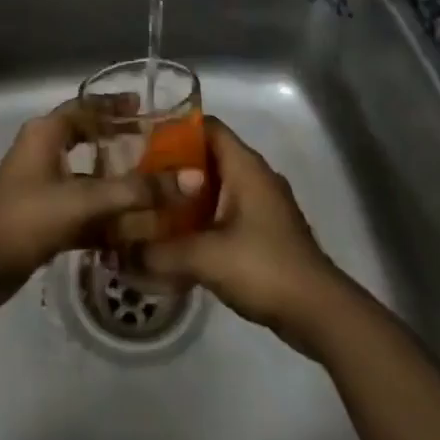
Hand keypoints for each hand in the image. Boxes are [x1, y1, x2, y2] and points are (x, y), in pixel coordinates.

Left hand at [0, 98, 164, 316]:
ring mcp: (42, 187)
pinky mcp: (43, 218)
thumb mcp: (82, 201)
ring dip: (117, 184)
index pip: (86, 107)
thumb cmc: (25, 218)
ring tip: (156, 188)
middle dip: (121, 143)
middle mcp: (43, 153)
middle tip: (158, 149)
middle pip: (89, 139)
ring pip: (88, 177)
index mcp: (47, 134)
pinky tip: (135, 230)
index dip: (115, 105)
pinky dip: (105, 217)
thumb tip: (188, 180)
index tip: (148, 109)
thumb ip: (135, 192)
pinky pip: (82, 209)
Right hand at [139, 118, 345, 355]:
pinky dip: (203, 219)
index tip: (142, 143)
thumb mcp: (205, 257)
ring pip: (217, 188)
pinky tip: (178, 239)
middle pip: (209, 157)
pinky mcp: (265, 232)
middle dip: (174, 168)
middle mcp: (255, 177)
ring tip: (151, 209)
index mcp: (245, 167)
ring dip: (188, 197)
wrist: (318, 311)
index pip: (208, 128)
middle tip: (139, 181)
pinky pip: (227, 212)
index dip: (175, 130)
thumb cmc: (263, 267)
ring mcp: (263, 205)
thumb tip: (121, 254)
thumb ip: (160, 252)